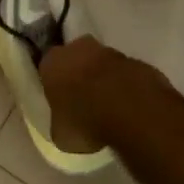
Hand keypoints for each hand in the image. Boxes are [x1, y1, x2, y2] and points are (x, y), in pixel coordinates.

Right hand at [39, 36, 169, 153]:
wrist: (131, 110)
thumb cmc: (84, 121)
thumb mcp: (60, 134)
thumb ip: (59, 122)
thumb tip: (64, 124)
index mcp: (52, 63)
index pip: (47, 69)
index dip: (54, 85)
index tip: (60, 101)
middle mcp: (78, 49)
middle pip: (76, 59)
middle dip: (80, 75)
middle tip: (84, 101)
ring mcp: (111, 52)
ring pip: (103, 64)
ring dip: (105, 79)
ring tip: (109, 108)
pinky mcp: (137, 62)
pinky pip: (126, 74)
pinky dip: (127, 86)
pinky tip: (130, 108)